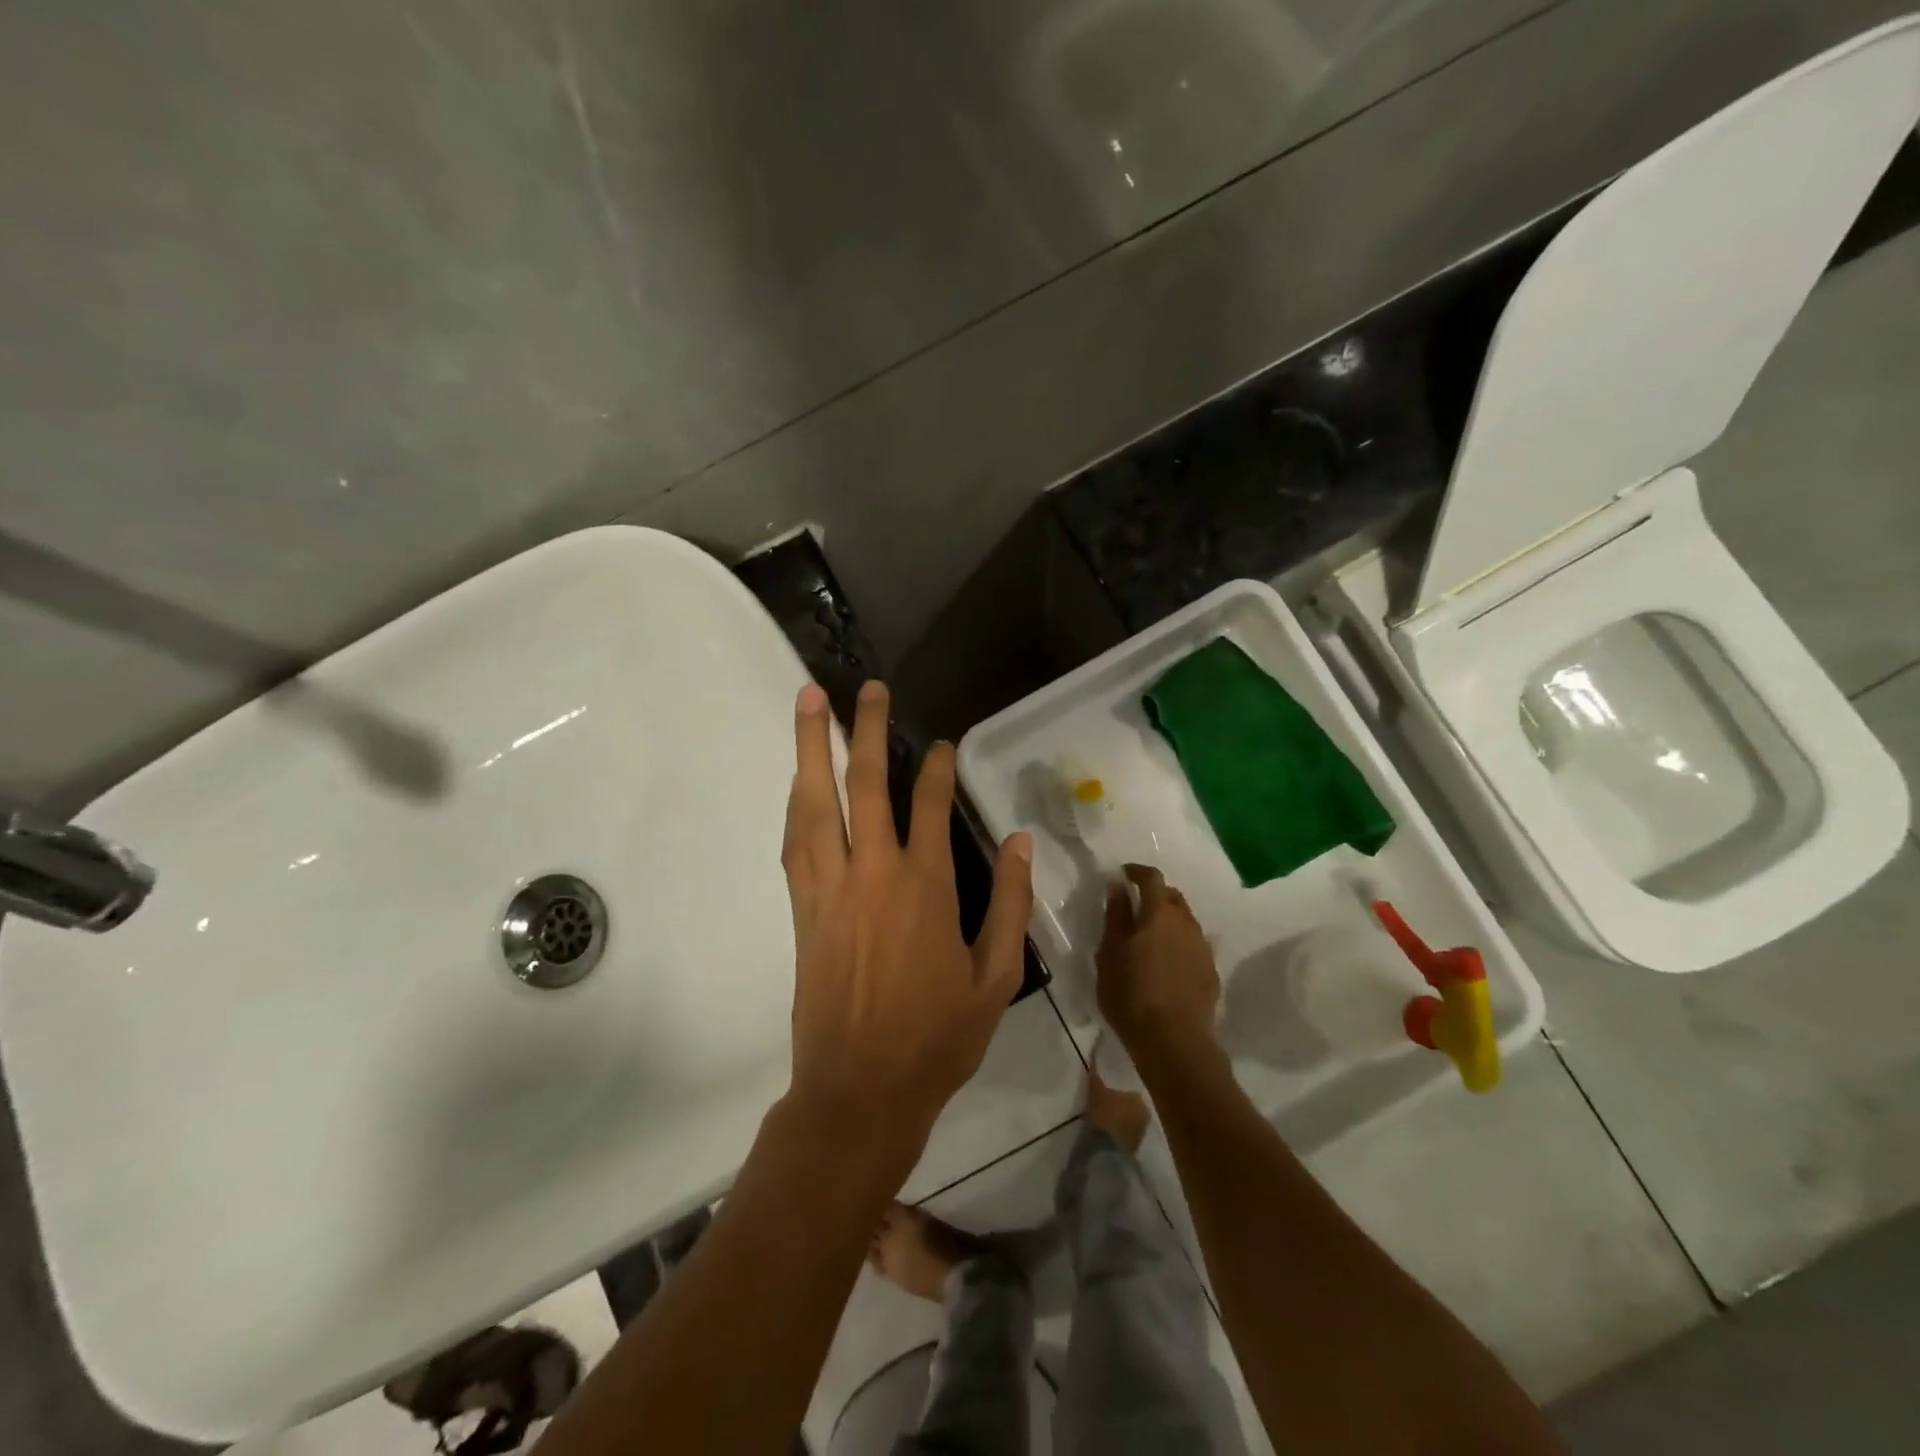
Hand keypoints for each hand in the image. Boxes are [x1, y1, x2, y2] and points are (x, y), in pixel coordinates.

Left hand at [780, 680, 1033, 1181]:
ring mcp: (829, 887)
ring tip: (809, 702)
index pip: (928, 805)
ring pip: (815, 802)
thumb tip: (1020, 842)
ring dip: (812, 749)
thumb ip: (1009, 904)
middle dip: (864, 730)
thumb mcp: (994, 976)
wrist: (860, 1089)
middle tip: (863, 688)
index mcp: (924, 887)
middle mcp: (872, 873)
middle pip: (865, 786)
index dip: (935, 767)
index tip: (940, 745)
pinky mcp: (801, 907)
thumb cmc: (937, 1037)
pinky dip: (797, 801)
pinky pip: (795, 839)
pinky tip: (798, 779)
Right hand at [1096, 865, 1220, 1066]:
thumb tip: (1118, 885)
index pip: (1152, 878)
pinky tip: (1165, 965)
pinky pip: (1192, 946)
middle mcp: (1186, 923)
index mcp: (1159, 913)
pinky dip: (1178, 944)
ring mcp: (1202, 948)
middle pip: (1172, 897)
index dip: (1137, 872)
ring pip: (1184, 922)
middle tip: (1134, 908)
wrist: (1174, 1042)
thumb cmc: (1131, 994)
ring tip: (1148, 939)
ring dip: (1167, 921)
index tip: (1123, 875)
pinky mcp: (1210, 973)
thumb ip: (1115, 915)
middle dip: (1154, 895)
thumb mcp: (1110, 952)